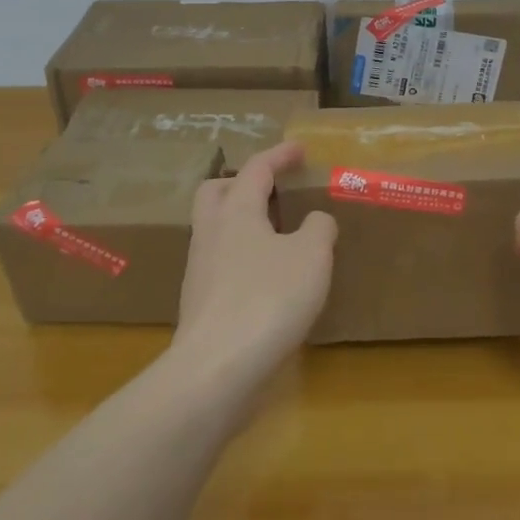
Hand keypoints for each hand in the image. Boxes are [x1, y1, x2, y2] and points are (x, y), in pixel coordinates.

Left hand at [173, 141, 336, 383]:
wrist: (216, 370)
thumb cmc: (268, 299)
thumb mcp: (312, 256)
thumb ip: (319, 229)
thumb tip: (316, 221)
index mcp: (236, 211)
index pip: (257, 169)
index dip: (280, 155)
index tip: (300, 150)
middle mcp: (211, 234)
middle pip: (216, 192)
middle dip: (243, 182)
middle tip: (272, 188)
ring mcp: (200, 270)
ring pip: (216, 229)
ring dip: (242, 221)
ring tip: (277, 233)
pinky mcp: (200, 304)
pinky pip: (221, 264)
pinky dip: (243, 257)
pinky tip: (268, 276)